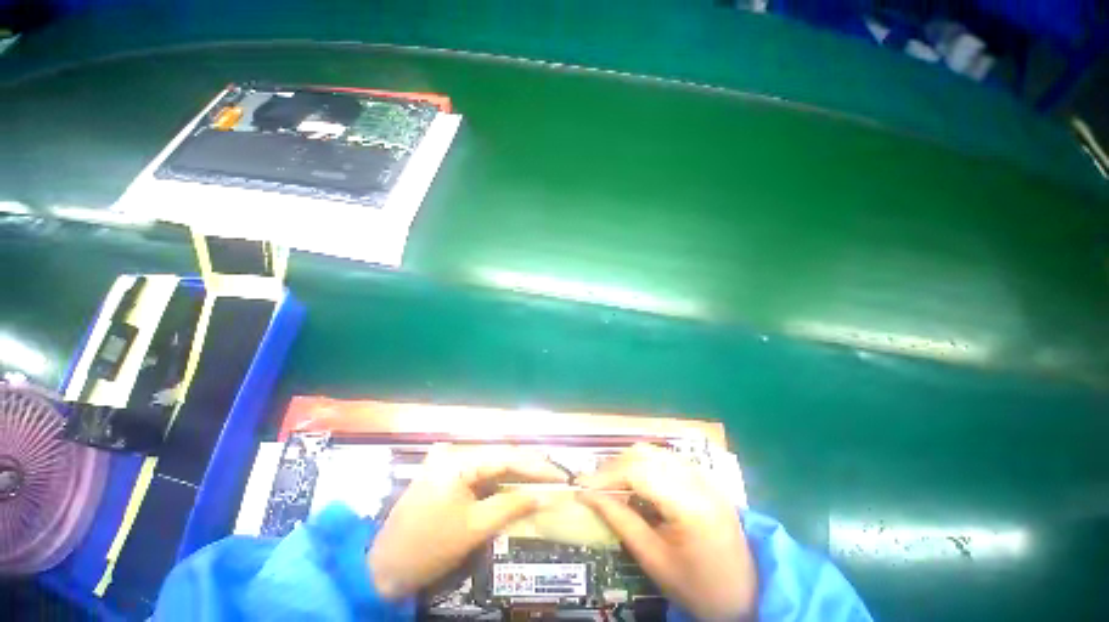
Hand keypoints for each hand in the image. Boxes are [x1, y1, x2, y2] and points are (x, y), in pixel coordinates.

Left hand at [368, 444, 567, 599]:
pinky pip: (476, 469)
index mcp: (458, 460)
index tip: (560, 475)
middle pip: (498, 455)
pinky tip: (510, 482)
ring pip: (488, 461)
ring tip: (538, 479)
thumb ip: (511, 505)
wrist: (382, 568)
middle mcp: (451, 451)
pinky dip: (496, 477)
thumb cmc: (429, 548)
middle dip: (527, 467)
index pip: (506, 457)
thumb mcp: (474, 528)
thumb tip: (545, 495)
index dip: (536, 466)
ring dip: (513, 471)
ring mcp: (444, 459)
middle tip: (553, 477)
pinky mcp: (442, 470)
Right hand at [577, 443, 756, 620]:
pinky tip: (635, 483)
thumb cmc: (699, 587)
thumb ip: (620, 521)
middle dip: (614, 466)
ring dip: (627, 463)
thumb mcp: (655, 560)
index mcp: (691, 504)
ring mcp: (704, 475)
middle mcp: (699, 479)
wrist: (746, 594)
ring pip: (654, 451)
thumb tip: (588, 496)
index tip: (581, 485)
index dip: (606, 475)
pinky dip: (643, 465)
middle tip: (594, 486)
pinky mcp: (704, 476)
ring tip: (610, 484)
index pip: (639, 471)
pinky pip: (665, 458)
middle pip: (645, 454)